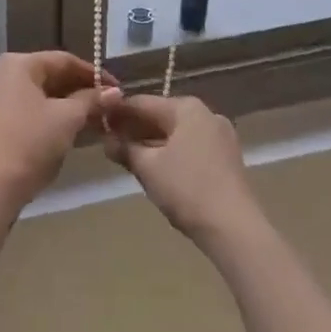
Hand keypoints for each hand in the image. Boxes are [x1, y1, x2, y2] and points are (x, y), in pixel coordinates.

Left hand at [0, 51, 120, 210]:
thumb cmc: (31, 143)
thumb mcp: (67, 119)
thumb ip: (92, 100)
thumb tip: (114, 92)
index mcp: (18, 64)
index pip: (64, 61)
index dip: (94, 74)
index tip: (117, 89)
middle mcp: (1, 74)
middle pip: (49, 76)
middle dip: (80, 91)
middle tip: (107, 106)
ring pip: (38, 95)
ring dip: (66, 105)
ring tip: (93, 119)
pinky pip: (25, 110)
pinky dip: (47, 116)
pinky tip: (66, 130)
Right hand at [102, 94, 263, 246]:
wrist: (234, 228)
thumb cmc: (186, 189)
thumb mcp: (147, 167)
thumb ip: (124, 148)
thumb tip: (106, 140)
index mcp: (187, 108)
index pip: (142, 103)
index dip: (117, 113)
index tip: (97, 123)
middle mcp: (207, 114)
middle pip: (161, 115)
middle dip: (135, 129)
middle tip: (110, 143)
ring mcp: (221, 136)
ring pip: (176, 132)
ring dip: (152, 142)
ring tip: (129, 157)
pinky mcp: (227, 157)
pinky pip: (191, 146)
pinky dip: (171, 152)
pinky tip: (156, 167)